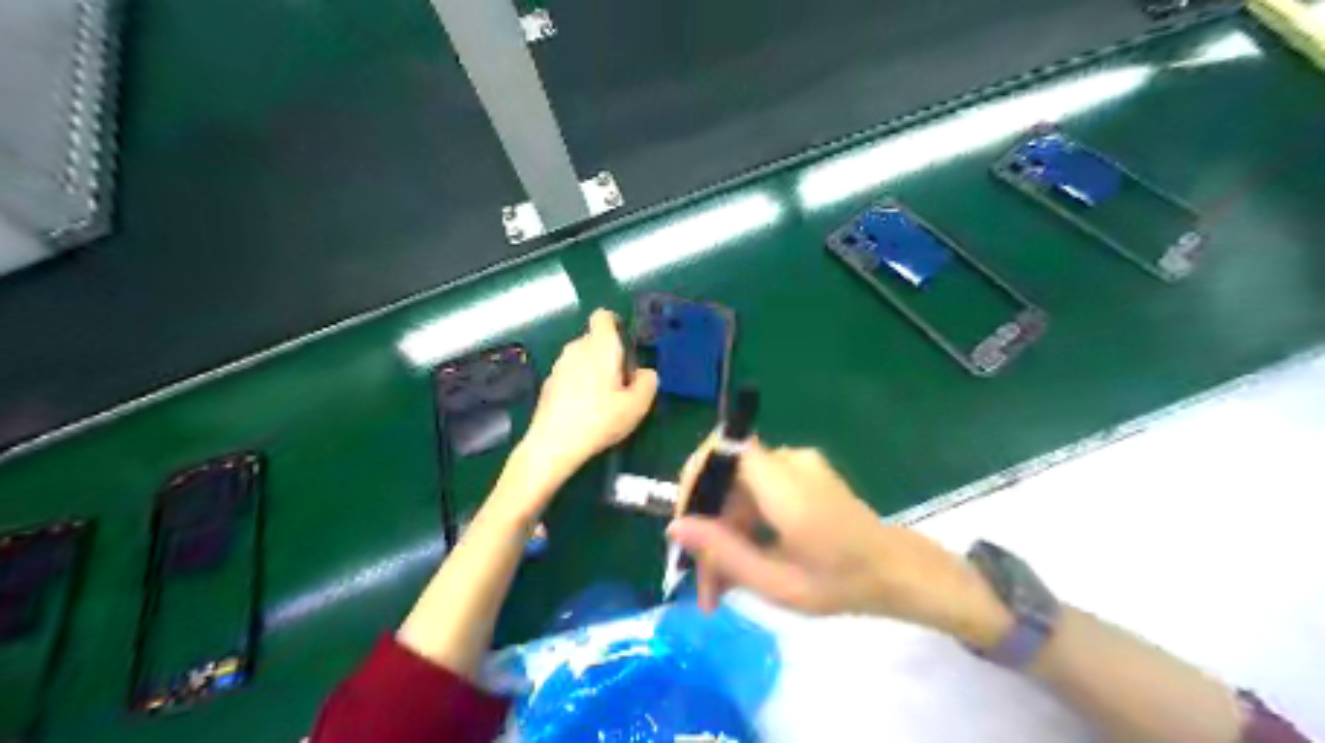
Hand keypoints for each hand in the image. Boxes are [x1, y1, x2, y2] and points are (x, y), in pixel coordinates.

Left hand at [521, 310, 659, 486]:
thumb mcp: (637, 406)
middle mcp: (576, 348)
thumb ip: (648, 383)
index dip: (616, 324)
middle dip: (610, 354)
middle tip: (623, 382)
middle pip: (595, 339)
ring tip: (605, 399)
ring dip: (594, 370)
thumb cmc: (600, 419)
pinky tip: (586, 410)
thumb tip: (646, 373)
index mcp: (600, 346)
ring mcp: (559, 365)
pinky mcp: (548, 383)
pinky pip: (570, 374)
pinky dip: (580, 384)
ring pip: (582, 357)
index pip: (604, 316)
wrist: (553, 444)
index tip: (627, 346)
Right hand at [667, 445, 1011, 645]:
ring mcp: (797, 464)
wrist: (898, 572)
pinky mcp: (800, 474)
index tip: (684, 531)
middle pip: (725, 477)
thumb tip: (674, 527)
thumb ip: (723, 553)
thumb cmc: (843, 583)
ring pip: (737, 488)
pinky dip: (743, 523)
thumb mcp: (778, 583)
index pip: (719, 452)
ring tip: (720, 586)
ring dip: (723, 531)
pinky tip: (743, 561)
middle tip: (701, 582)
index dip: (692, 482)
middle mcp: (788, 461)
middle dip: (706, 525)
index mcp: (785, 484)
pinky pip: (756, 491)